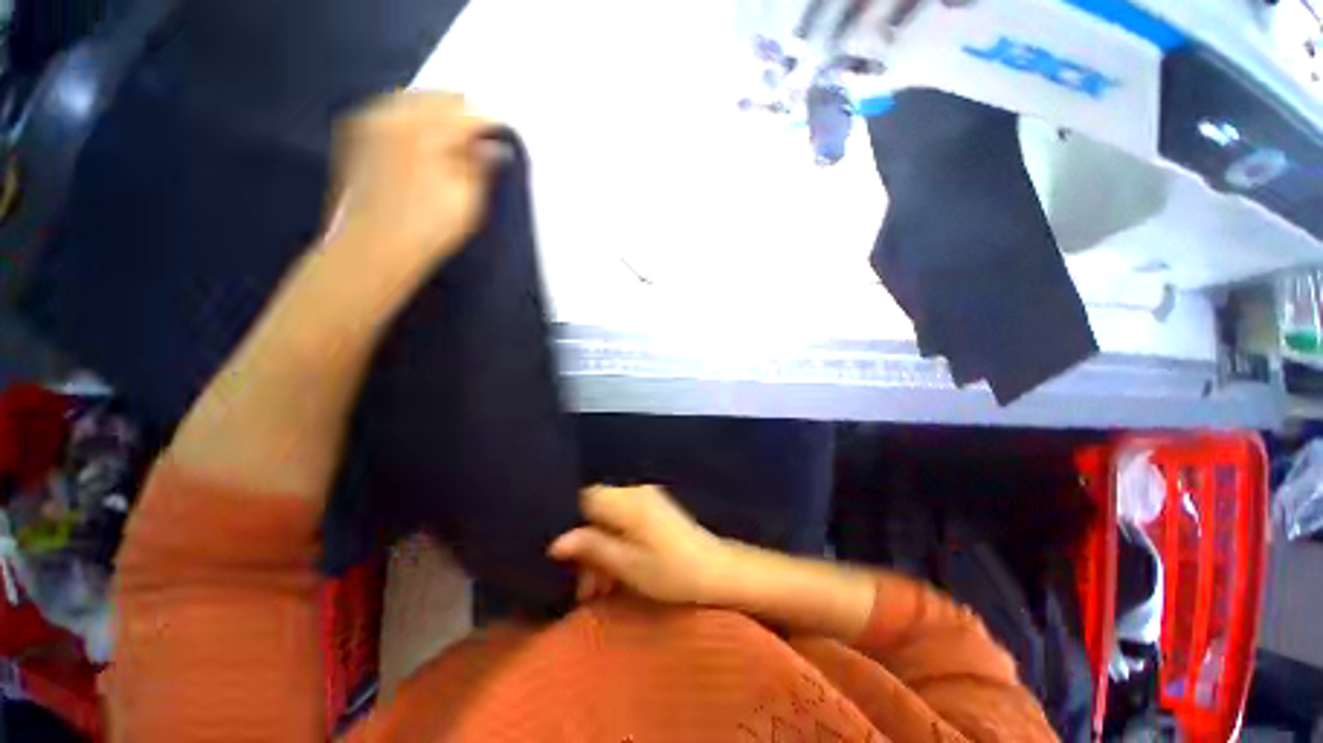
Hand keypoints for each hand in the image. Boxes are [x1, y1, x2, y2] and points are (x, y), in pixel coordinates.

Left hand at [324, 91, 493, 281]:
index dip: (490, 125)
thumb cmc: (427, 230)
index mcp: (429, 131)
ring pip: (416, 99)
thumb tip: (495, 147)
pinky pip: (394, 109)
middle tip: (479, 142)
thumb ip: (482, 167)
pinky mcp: (357, 131)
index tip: (501, 140)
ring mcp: (373, 119)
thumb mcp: (468, 202)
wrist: (372, 247)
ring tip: (453, 143)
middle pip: (441, 97)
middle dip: (463, 116)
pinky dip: (414, 119)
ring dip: (438, 115)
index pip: (470, 113)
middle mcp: (398, 114)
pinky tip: (423, 143)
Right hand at [548, 486, 735, 604]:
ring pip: (609, 519)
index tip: (565, 558)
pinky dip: (617, 544)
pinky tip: (617, 574)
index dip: (570, 523)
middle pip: (596, 511)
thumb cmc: (671, 572)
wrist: (716, 571)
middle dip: (587, 547)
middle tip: (587, 588)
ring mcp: (647, 499)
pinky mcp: (655, 509)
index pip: (585, 498)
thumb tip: (556, 542)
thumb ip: (591, 548)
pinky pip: (624, 521)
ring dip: (601, 551)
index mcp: (627, 502)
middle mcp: (635, 492)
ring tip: (601, 590)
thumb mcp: (627, 565)